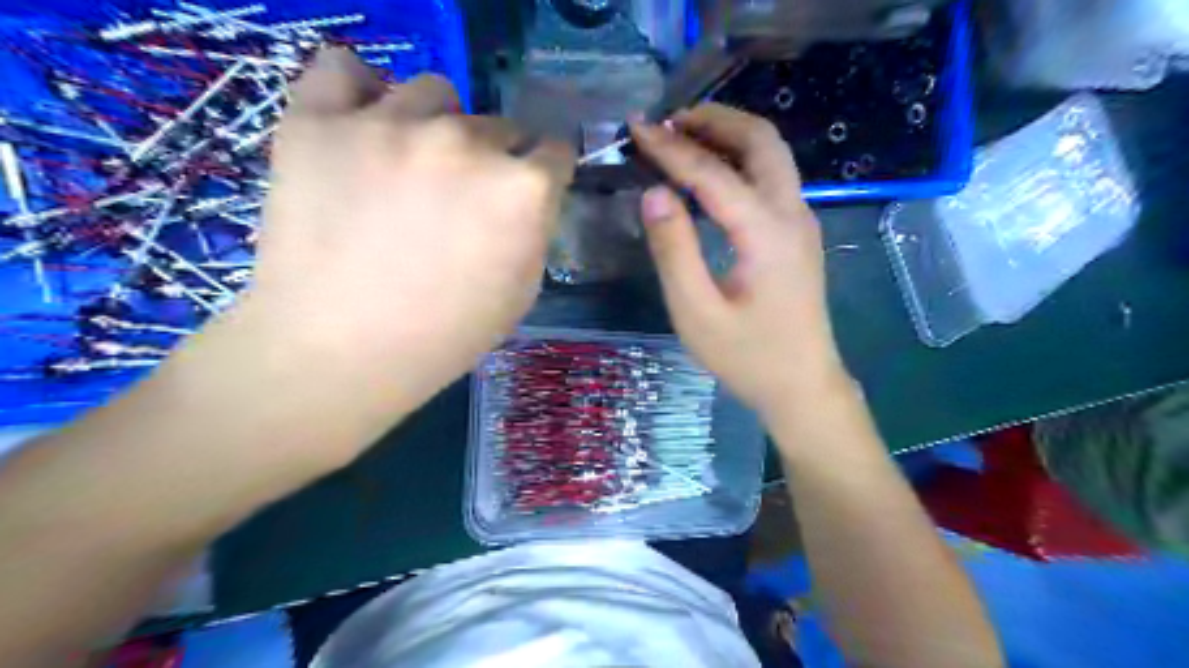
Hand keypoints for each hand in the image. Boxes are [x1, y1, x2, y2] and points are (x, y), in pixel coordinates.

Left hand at [234, 51, 569, 417]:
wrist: (339, 353)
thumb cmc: (445, 337)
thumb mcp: (522, 293)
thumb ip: (536, 230)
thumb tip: (528, 197)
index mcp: (521, 190)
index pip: (555, 151)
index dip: (544, 173)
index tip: (529, 190)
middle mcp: (466, 142)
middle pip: (499, 124)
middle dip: (493, 158)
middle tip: (462, 197)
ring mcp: (390, 123)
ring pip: (435, 93)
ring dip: (437, 125)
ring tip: (410, 166)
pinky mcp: (319, 120)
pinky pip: (343, 68)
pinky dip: (358, 89)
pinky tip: (361, 124)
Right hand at [631, 101, 844, 416]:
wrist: (802, 385)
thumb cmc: (747, 356)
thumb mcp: (697, 311)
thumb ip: (674, 250)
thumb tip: (654, 193)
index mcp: (766, 233)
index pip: (714, 172)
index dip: (672, 147)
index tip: (637, 127)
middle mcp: (792, 214)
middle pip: (761, 141)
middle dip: (714, 120)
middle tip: (668, 120)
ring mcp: (801, 221)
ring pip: (771, 154)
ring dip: (730, 134)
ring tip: (683, 135)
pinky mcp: (797, 233)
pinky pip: (771, 177)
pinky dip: (739, 159)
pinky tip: (710, 172)